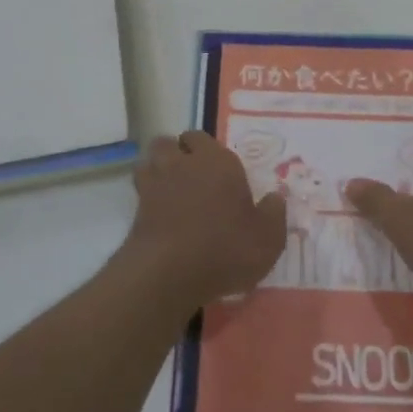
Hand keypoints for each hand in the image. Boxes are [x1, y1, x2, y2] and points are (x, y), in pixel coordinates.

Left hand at [122, 132, 286, 311]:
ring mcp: (155, 184)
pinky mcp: (136, 209)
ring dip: (157, 169)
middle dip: (177, 153)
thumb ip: (273, 214)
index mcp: (217, 161)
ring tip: (171, 190)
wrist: (170, 273)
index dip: (205, 150)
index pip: (201, 138)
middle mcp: (183, 163)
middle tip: (191, 176)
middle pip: (169, 143)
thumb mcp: (267, 239)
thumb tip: (276, 197)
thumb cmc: (225, 249)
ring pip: (150, 161)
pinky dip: (147, 195)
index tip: (216, 170)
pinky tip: (159, 213)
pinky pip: (140, 190)